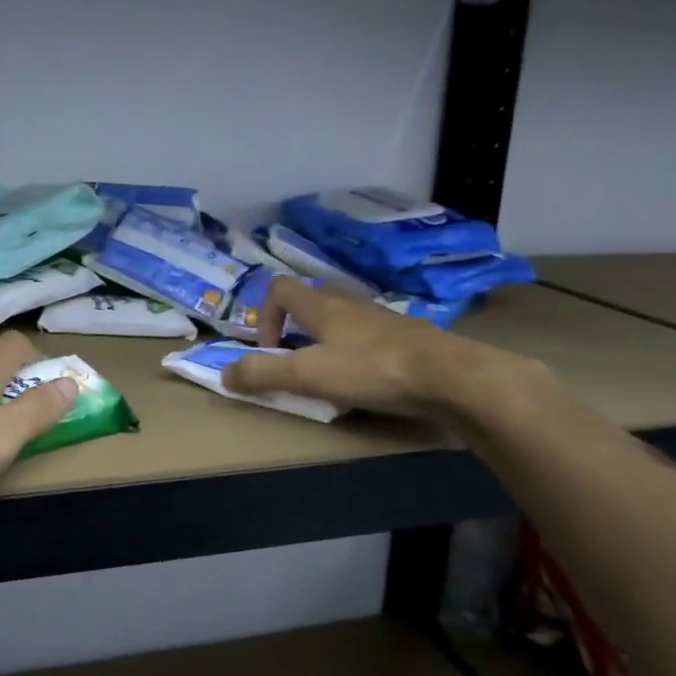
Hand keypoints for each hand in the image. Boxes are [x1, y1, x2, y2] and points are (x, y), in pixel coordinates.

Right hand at [224, 276, 520, 418]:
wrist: (452, 377)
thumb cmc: (373, 369)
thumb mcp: (308, 375)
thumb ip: (262, 374)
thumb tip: (224, 375)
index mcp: (321, 307)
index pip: (279, 289)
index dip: (263, 316)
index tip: (269, 351)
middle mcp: (349, 305)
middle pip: (309, 307)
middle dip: (293, 336)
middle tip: (295, 369)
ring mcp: (381, 321)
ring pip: (340, 325)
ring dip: (325, 348)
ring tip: (330, 381)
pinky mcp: (406, 340)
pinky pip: (368, 342)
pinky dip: (356, 359)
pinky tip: (367, 386)